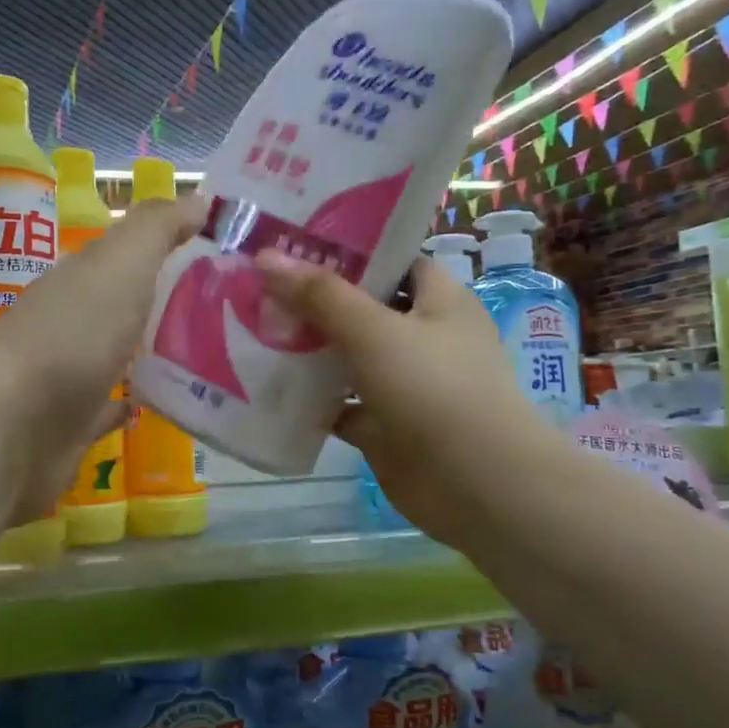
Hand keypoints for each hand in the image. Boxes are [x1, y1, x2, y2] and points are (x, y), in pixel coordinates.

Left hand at [0, 196, 205, 524]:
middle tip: (231, 310)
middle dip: (166, 301)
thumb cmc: (73, 335)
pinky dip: (129, 401)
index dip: (172, 247)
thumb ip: (156, 229)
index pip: (130, 253)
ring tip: (211, 355)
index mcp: (82, 278)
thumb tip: (200, 198)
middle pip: (124, 304)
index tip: (225, 257)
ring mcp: (67, 376)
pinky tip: (161, 402)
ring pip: (116, 355)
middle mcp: (71, 321)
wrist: (14, 426)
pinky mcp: (71, 425)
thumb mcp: (120, 264)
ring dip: (150, 351)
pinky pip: (107, 408)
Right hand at [257, 250, 550, 551]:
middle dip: (317, 301)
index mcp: (439, 302)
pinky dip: (312, 401)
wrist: (475, 484)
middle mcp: (425, 338)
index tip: (297, 243)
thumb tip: (265, 256)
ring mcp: (405, 385)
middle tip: (260, 286)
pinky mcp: (386, 426)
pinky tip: (269, 389)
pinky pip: (342, 405)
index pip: (394, 261)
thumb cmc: (434, 388)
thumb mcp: (374, 330)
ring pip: (349, 359)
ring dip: (309, 351)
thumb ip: (320, 295)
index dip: (350, 250)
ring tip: (253, 329)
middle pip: (364, 310)